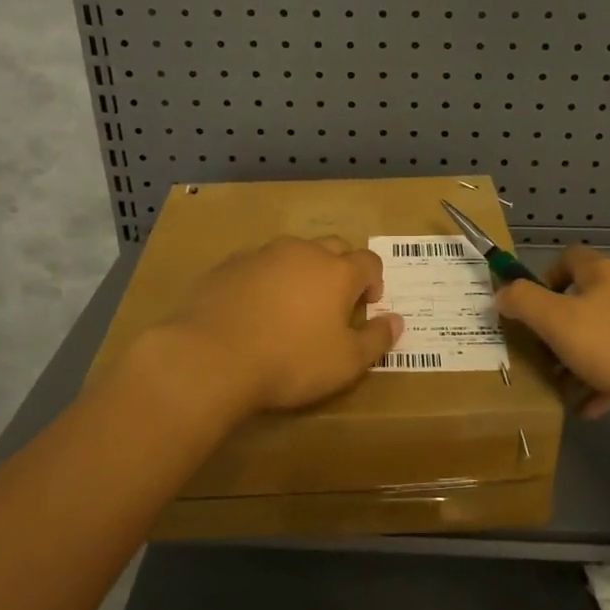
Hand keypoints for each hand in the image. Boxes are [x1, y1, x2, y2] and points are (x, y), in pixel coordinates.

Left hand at [158, 236, 403, 416]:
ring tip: (293, 303)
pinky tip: (255, 306)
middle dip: (341, 267)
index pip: (369, 261)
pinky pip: (258, 263)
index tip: (368, 305)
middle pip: (333, 247)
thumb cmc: (290, 361)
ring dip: (302, 270)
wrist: (212, 356)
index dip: (374, 281)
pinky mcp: (230, 264)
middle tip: (335, 301)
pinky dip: (266, 278)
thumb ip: (377, 339)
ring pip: (293, 251)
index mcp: (338, 271)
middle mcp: (303, 252)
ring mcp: (263, 254)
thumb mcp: (346, 363)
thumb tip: (397, 320)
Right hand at [495, 246, 609, 421]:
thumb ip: (524, 303)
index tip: (532, 309)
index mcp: (602, 272)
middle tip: (545, 357)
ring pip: (607, 333)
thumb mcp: (556, 322)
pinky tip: (594, 407)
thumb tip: (502, 293)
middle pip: (587, 299)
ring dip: (583, 358)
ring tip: (566, 390)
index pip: (568, 258)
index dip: (545, 278)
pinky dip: (608, 378)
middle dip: (562, 329)